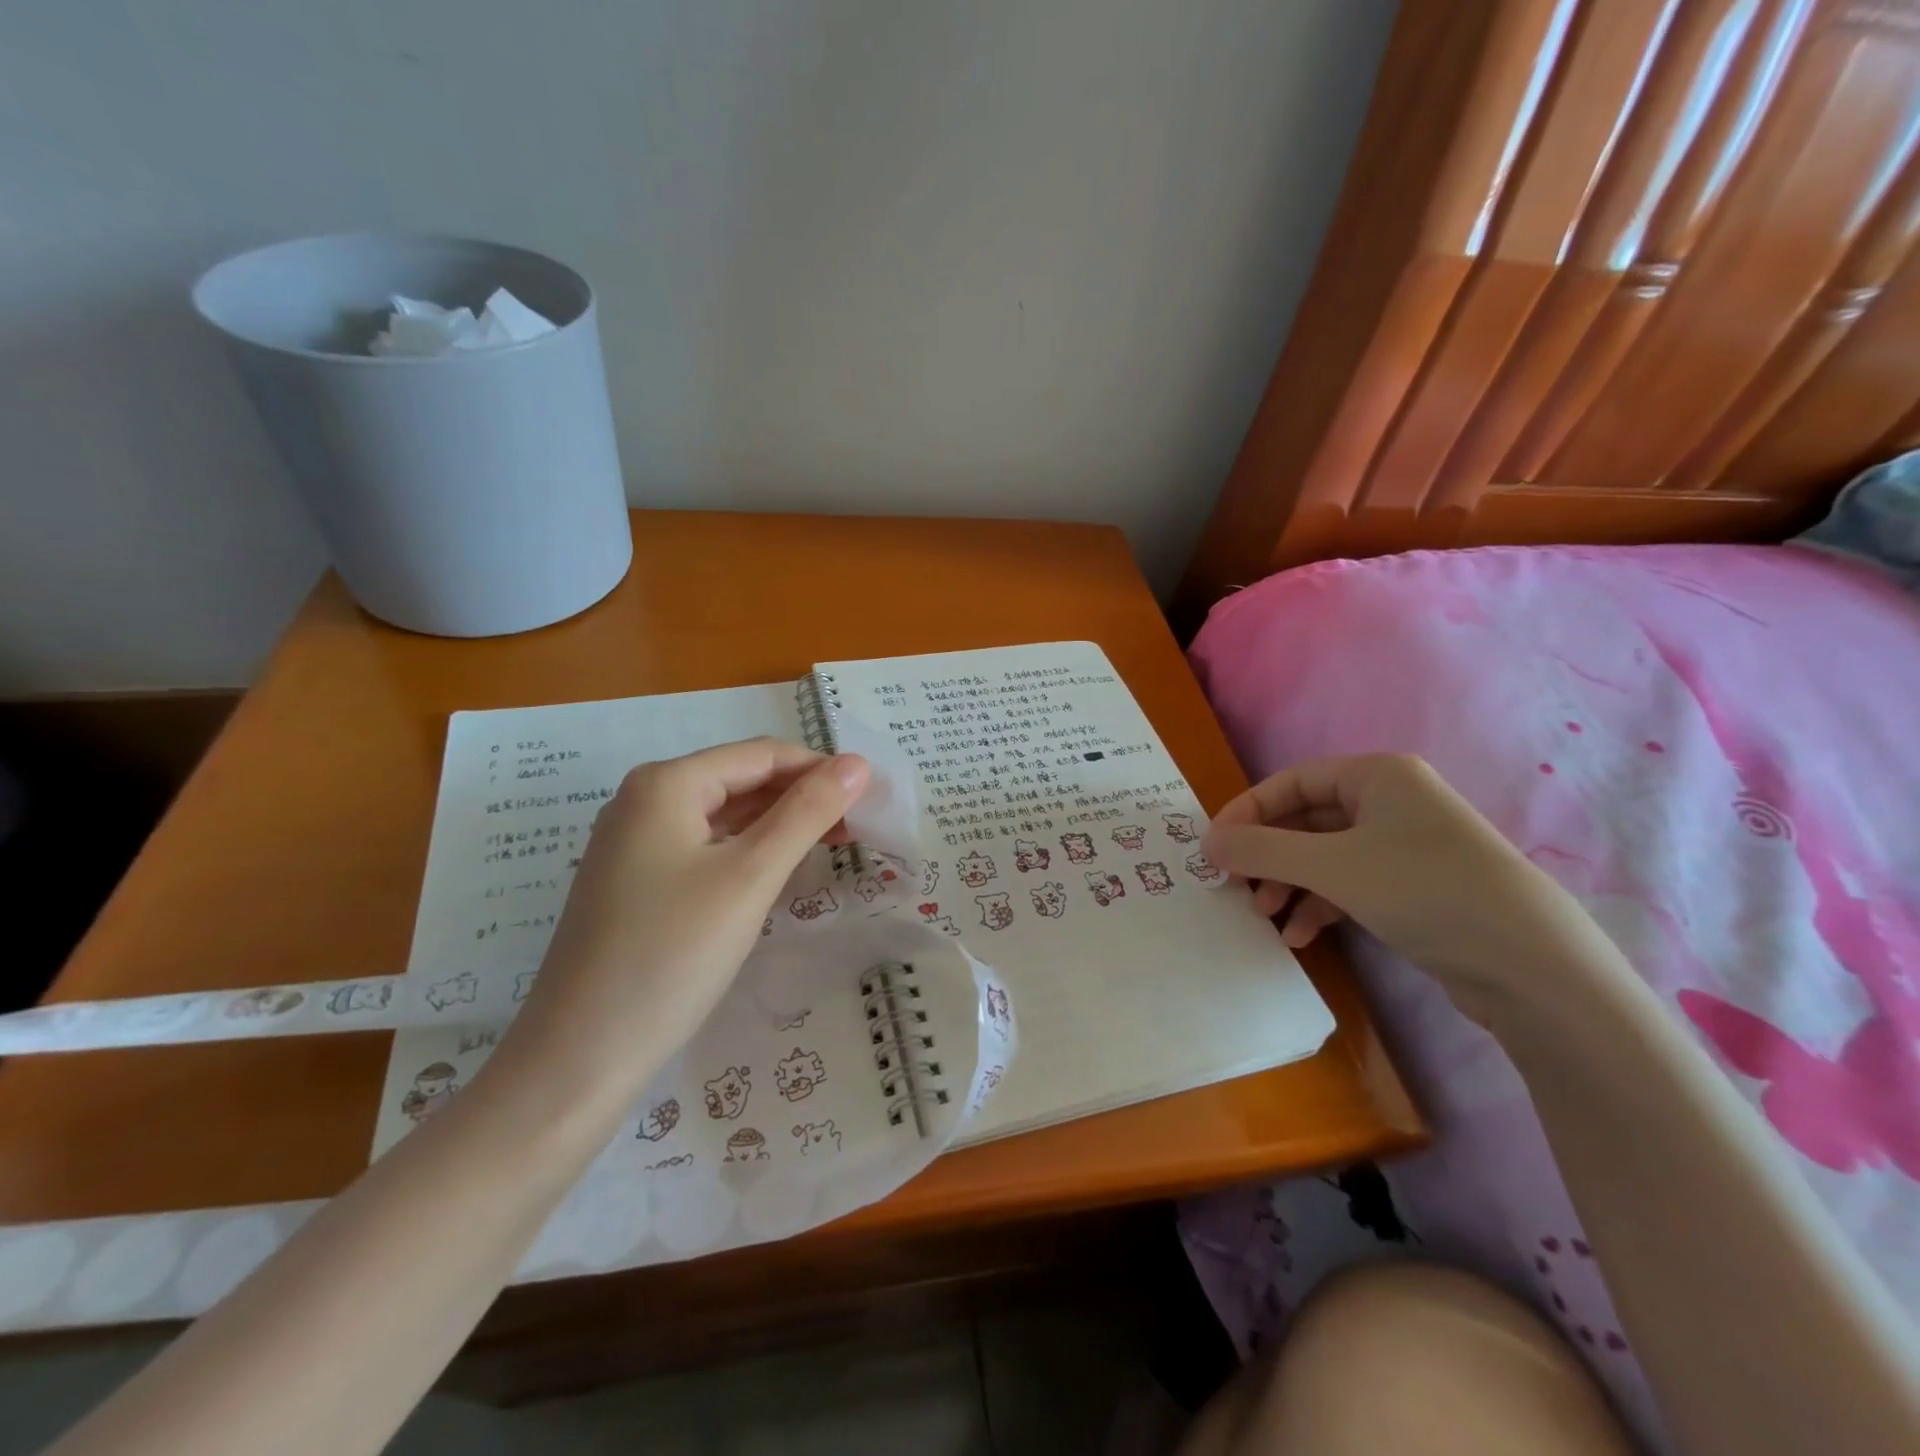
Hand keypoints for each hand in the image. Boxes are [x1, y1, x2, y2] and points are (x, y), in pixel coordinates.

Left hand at [498, 739, 870, 1104]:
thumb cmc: (672, 954)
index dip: (820, 769)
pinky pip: (705, 849)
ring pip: (725, 817)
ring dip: (780, 826)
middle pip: (741, 781)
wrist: (579, 1058)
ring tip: (833, 848)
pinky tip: (779, 874)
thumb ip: (807, 812)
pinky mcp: (635, 883)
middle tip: (859, 829)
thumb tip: (857, 763)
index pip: (762, 755)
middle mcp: (644, 801)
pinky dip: (749, 853)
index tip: (872, 797)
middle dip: (802, 798)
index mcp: (666, 784)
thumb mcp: (751, 875)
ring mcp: (634, 844)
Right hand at [1201, 754, 1597, 1019]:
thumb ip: (1261, 849)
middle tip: (1237, 887)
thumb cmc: (1422, 890)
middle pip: (1306, 821)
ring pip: (1325, 857)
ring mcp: (1407, 846)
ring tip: (1265, 917)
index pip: (1291, 782)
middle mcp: (1392, 802)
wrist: (1531, 966)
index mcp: (1377, 776)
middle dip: (1268, 856)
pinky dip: (1320, 905)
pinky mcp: (1417, 888)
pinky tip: (1300, 936)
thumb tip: (1207, 843)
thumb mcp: (1330, 866)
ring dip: (1289, 885)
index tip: (1213, 847)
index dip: (1247, 812)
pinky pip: (1351, 885)